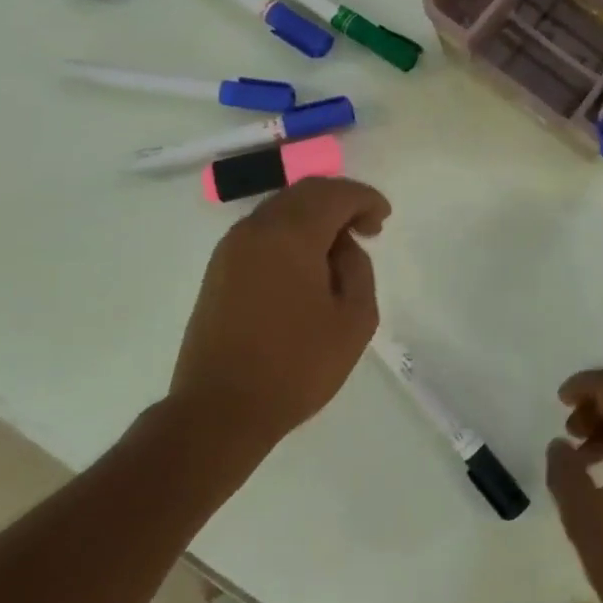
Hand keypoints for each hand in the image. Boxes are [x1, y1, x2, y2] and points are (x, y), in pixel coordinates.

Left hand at [168, 177, 389, 455]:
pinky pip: (263, 232)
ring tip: (339, 250)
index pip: (335, 194)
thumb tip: (342, 248)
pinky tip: (307, 265)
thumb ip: (358, 269)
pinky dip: (291, 233)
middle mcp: (256, 229)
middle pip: (305, 192)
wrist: (220, 410)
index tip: (383, 220)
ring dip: (315, 217)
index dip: (365, 199)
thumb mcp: (354, 320)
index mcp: (290, 235)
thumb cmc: (296, 366)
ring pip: (281, 209)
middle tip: (366, 228)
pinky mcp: (219, 270)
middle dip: (341, 202)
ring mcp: (231, 248)